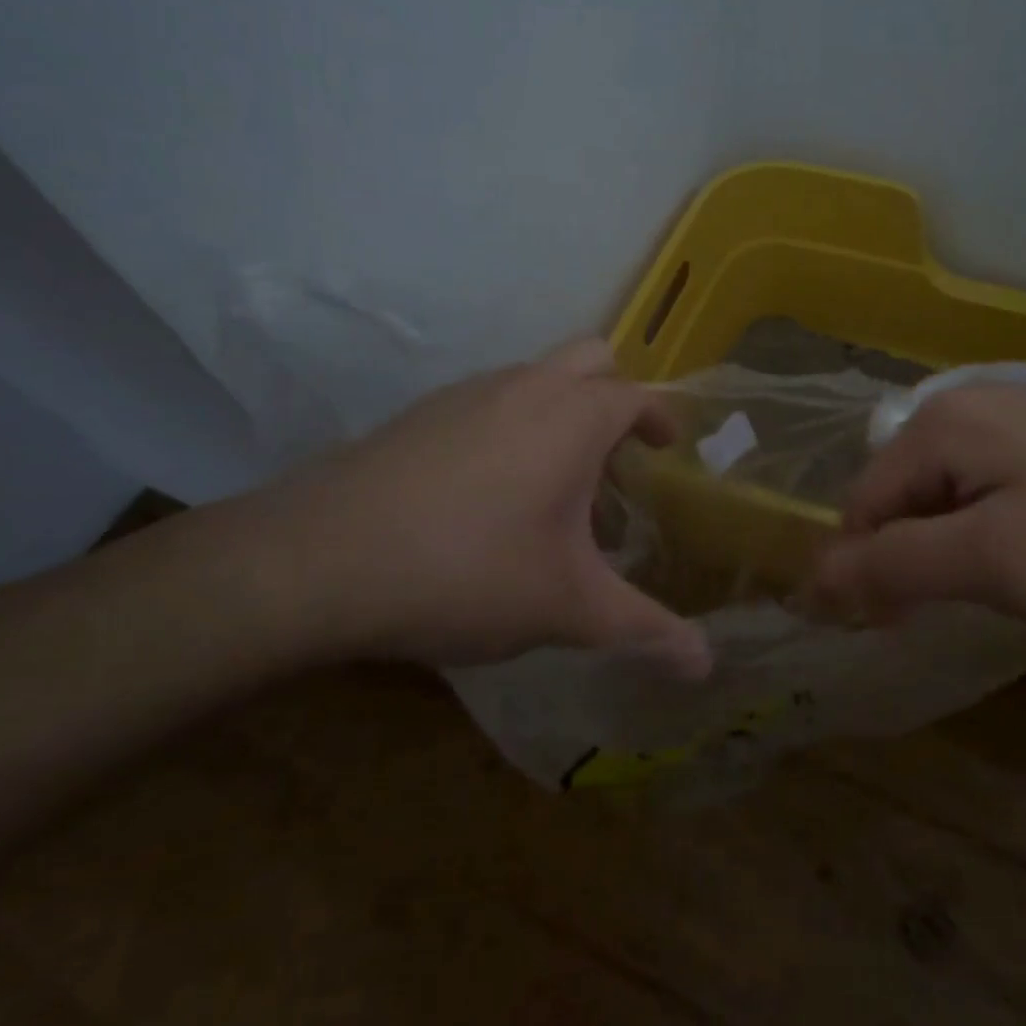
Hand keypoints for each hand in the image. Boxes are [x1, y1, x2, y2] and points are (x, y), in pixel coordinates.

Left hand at [232, 339, 710, 675]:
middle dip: (614, 397)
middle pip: (591, 359)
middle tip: (617, 458)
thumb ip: (644, 630)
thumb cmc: (468, 571)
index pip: (636, 396)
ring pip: (534, 377)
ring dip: (560, 412)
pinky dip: (512, 425)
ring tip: (555, 486)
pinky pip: (488, 400)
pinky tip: (489, 495)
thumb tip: (708, 667)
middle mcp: (524, 386)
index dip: (658, 418)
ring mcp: (465, 393)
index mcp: (572, 417)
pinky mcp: (419, 414)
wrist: (316, 561)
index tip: (667, 448)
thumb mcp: (568, 607)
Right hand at [810, 385, 1025, 630]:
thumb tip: (811, 580)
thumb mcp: (991, 561)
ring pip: (940, 494)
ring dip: (945, 547)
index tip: (898, 626)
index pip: (862, 504)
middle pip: (898, 495)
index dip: (866, 569)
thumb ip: (893, 566)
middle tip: (951, 611)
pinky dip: (981, 528)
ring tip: (993, 588)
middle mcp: (962, 406)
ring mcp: (1009, 416)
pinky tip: (1023, 555)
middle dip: (909, 557)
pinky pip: (981, 486)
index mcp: (938, 423)